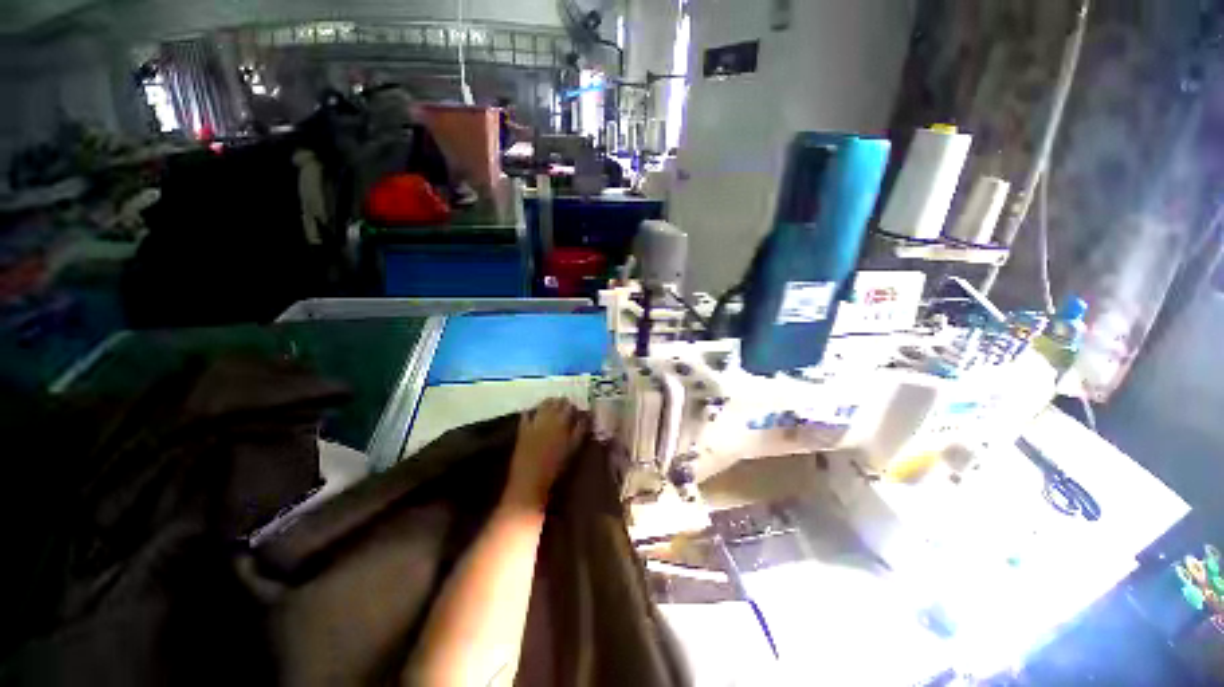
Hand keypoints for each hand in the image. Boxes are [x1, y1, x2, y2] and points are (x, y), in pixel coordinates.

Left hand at [503, 398, 587, 511]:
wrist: (529, 482)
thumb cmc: (555, 469)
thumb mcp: (573, 448)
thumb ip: (580, 431)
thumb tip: (585, 417)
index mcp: (562, 423)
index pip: (570, 407)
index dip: (574, 407)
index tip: (577, 410)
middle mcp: (548, 419)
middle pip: (557, 403)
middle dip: (562, 403)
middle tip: (567, 408)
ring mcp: (534, 422)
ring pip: (543, 405)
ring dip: (549, 404)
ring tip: (553, 407)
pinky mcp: (522, 429)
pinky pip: (527, 414)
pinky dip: (532, 411)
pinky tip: (534, 412)